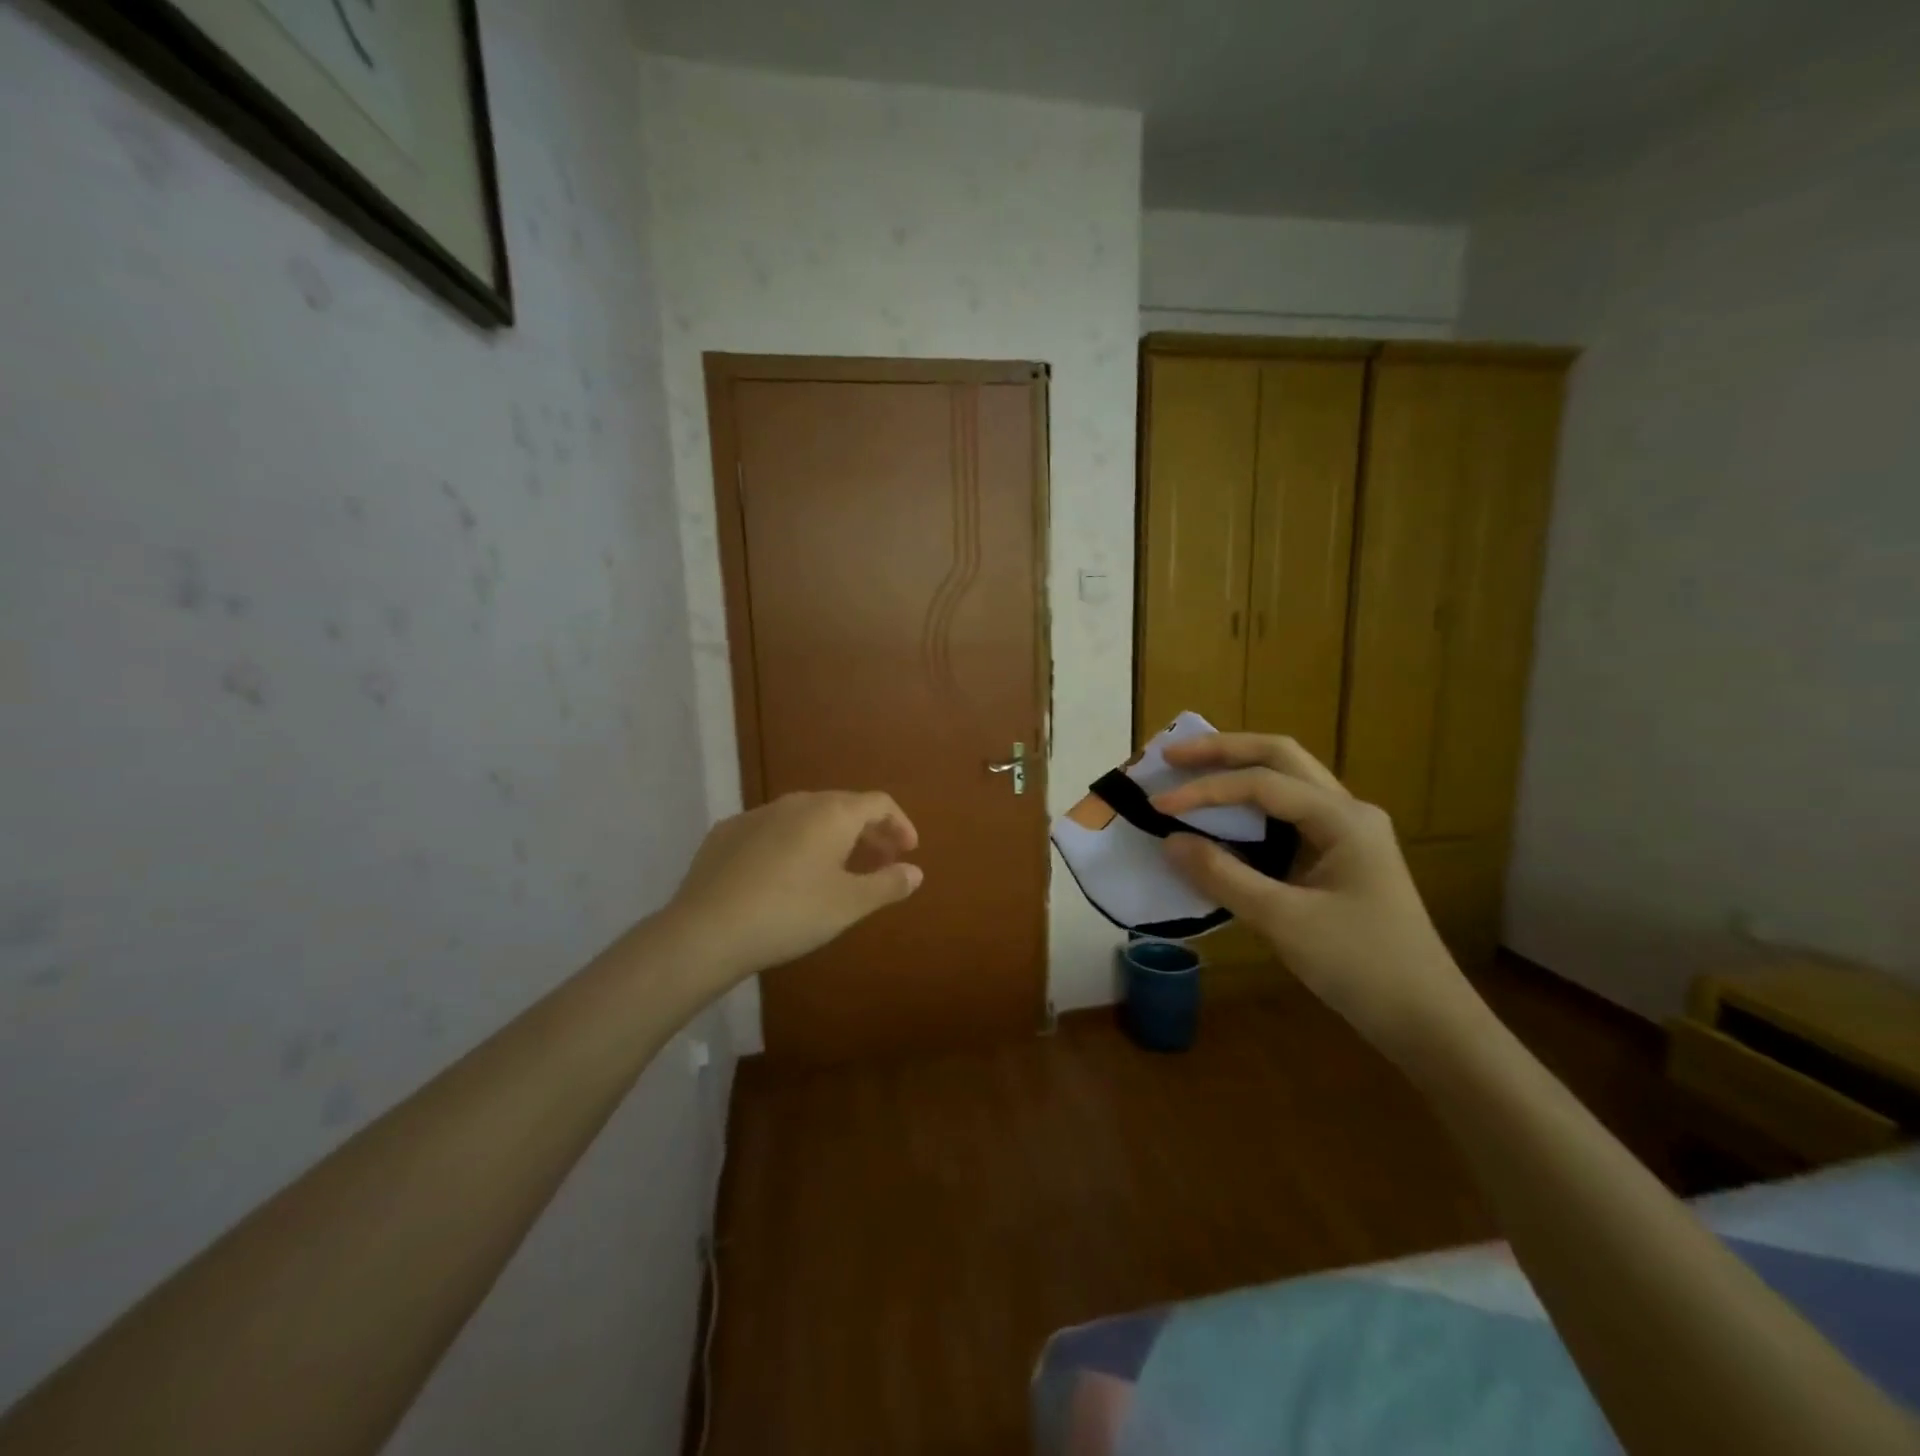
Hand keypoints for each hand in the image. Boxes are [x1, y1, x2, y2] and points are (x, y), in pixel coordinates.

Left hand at [662, 791, 922, 981]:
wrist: (707, 930)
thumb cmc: (791, 913)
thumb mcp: (849, 904)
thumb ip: (888, 884)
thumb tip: (915, 871)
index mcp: (832, 813)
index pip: (879, 803)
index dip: (899, 824)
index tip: (907, 851)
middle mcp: (796, 802)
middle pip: (843, 806)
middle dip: (867, 830)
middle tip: (879, 861)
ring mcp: (756, 814)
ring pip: (805, 816)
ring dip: (829, 836)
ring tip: (835, 868)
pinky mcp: (726, 832)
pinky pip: (772, 829)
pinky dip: (791, 843)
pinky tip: (784, 875)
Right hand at [1150, 734, 1481, 1060]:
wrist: (1426, 1020)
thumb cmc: (1361, 966)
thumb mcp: (1284, 921)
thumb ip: (1223, 876)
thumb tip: (1169, 841)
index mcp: (1342, 818)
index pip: (1261, 784)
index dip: (1205, 789)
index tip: (1158, 804)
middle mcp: (1346, 811)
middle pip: (1279, 757)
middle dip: (1222, 751)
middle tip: (1171, 755)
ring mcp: (1345, 833)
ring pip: (1285, 782)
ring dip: (1236, 771)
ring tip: (1188, 771)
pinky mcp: (1337, 857)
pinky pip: (1286, 815)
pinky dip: (1248, 808)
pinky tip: (1220, 818)